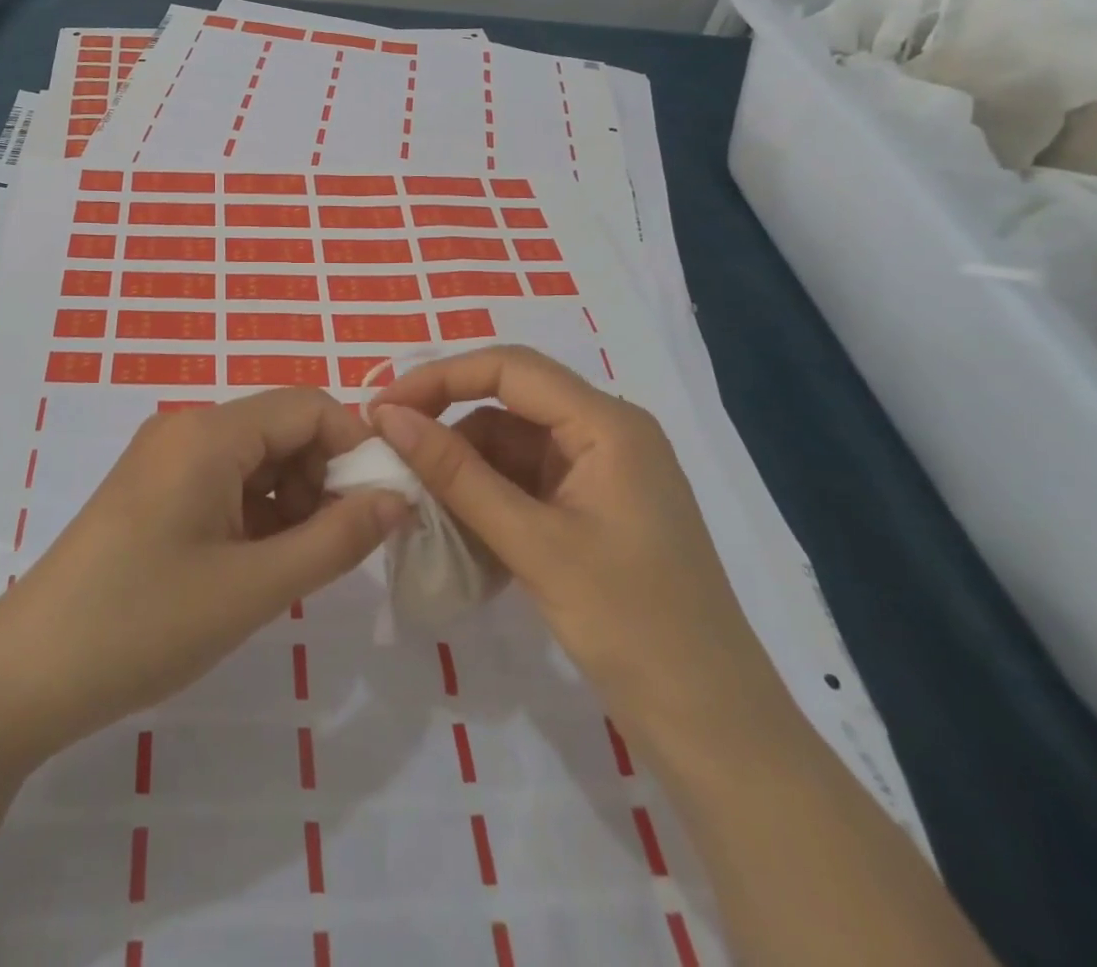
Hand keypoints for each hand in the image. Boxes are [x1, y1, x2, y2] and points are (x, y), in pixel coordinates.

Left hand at [0, 388, 410, 760]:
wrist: (27, 672)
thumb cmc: (144, 623)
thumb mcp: (254, 588)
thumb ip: (336, 539)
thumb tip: (399, 498)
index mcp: (209, 433)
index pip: (309, 406)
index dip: (355, 447)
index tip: (380, 508)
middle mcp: (186, 428)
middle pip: (282, 428)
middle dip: (322, 479)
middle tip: (331, 549)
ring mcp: (164, 457)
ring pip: (256, 457)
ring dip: (290, 500)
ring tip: (289, 567)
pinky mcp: (152, 488)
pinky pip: (224, 480)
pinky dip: (255, 512)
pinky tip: (253, 566)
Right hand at [372, 345, 786, 745]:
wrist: (714, 728)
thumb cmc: (631, 626)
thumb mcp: (532, 544)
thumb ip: (456, 474)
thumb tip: (388, 416)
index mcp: (608, 424)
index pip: (509, 368)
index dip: (439, 378)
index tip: (382, 408)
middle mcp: (606, 434)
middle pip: (509, 402)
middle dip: (446, 422)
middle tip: (388, 450)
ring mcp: (600, 473)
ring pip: (510, 445)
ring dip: (463, 467)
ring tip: (417, 501)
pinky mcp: (592, 509)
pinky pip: (524, 482)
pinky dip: (486, 497)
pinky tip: (456, 528)